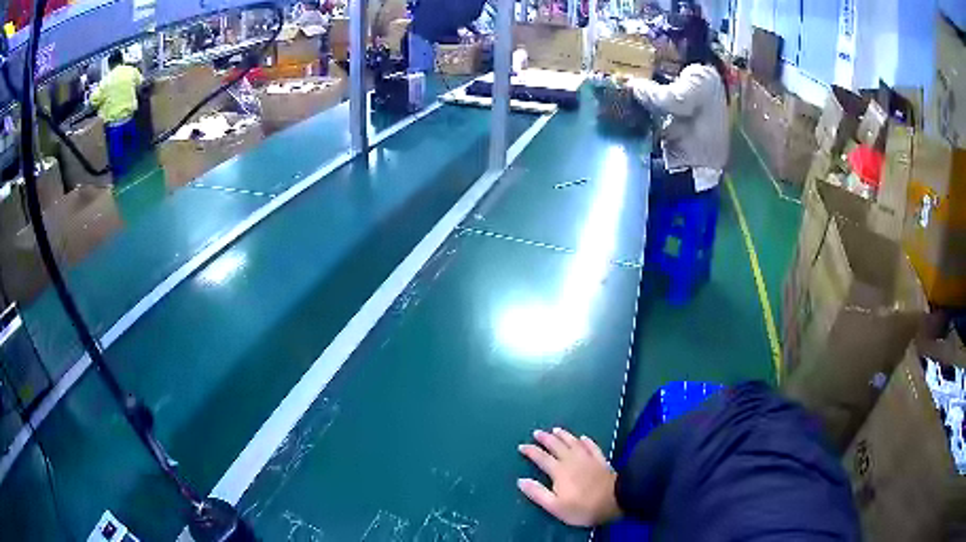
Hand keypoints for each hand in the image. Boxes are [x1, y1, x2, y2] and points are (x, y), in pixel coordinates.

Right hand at [517, 428, 621, 526]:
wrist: (616, 500)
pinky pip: (592, 447)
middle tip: (537, 432)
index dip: (531, 451)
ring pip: (573, 443)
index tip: (521, 446)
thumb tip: (521, 480)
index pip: (541, 458)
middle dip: (546, 439)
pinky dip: (586, 441)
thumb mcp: (556, 506)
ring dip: (564, 435)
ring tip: (556, 429)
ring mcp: (588, 458)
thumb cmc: (583, 507)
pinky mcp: (601, 460)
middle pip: (557, 446)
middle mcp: (572, 460)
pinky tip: (583, 438)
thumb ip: (538, 493)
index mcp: (559, 471)